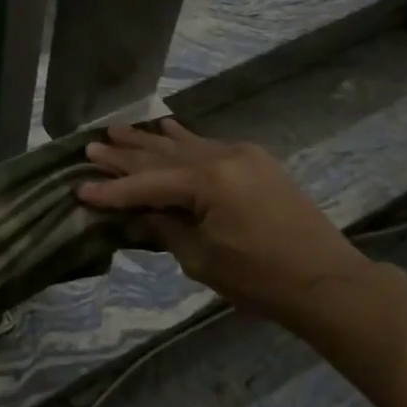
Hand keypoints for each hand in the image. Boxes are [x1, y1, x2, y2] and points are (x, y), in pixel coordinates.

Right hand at [78, 120, 369, 319]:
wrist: (326, 281)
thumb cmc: (260, 280)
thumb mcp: (202, 260)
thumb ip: (166, 228)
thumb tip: (141, 212)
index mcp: (208, 182)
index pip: (146, 184)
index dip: (112, 190)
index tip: (79, 188)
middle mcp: (222, 158)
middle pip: (161, 156)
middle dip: (124, 155)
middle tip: (90, 147)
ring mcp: (242, 155)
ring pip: (184, 144)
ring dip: (149, 140)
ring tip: (116, 130)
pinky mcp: (256, 161)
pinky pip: (208, 144)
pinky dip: (183, 138)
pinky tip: (165, 126)